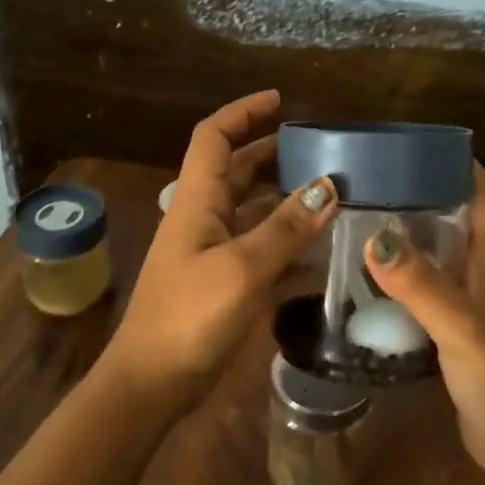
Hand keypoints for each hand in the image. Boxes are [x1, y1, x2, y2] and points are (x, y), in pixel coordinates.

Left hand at [100, 90, 337, 414]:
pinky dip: (288, 249)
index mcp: (197, 201)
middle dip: (274, 154)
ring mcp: (211, 253)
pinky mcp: (222, 284)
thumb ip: (286, 228)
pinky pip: (260, 253)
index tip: (280, 100)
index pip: (214, 138)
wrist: (151, 383)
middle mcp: (202, 219)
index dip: (242, 112)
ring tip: (333, 198)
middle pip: (238, 171)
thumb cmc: (189, 317)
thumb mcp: (242, 268)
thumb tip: (329, 185)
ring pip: (252, 212)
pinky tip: (323, 259)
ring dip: (287, 202)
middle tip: (321, 152)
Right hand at [363, 164, 484, 472]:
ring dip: (412, 237)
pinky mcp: (466, 328)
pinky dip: (409, 276)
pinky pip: (435, 287)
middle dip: (419, 196)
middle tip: (368, 182)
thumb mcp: (462, 327)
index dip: (451, 164)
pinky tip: (375, 277)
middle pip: (457, 218)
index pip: (481, 192)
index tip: (407, 146)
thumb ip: (420, 284)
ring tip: (362, 219)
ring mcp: (481, 300)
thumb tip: (374, 237)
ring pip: (443, 254)